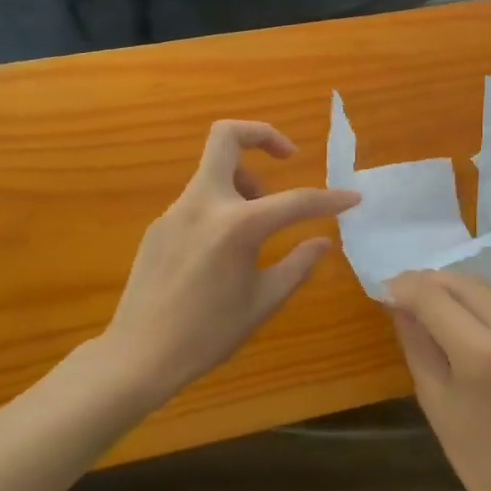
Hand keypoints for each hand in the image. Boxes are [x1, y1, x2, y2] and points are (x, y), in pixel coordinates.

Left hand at [100, 120, 358, 396]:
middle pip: (226, 136)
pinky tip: (224, 249)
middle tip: (287, 157)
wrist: (138, 356)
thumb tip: (322, 241)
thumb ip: (298, 265)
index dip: (329, 199)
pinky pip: (199, 199)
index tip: (352, 197)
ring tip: (258, 222)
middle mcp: (204, 204)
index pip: (295, 200)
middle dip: (262, 134)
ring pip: (214, 169)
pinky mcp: (160, 224)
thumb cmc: (208, 334)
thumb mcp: (263, 301)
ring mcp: (176, 210)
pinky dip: (222, 206)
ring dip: (243, 179)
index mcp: (237, 225)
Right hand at [389, 271, 490, 490]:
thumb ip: (417, 344)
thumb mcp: (436, 404)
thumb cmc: (483, 463)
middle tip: (410, 292)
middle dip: (434, 282)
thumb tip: (399, 304)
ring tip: (442, 306)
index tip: (387, 288)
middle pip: (468, 284)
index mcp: (483, 353)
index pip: (434, 296)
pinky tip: (483, 333)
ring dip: (465, 293)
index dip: (406, 286)